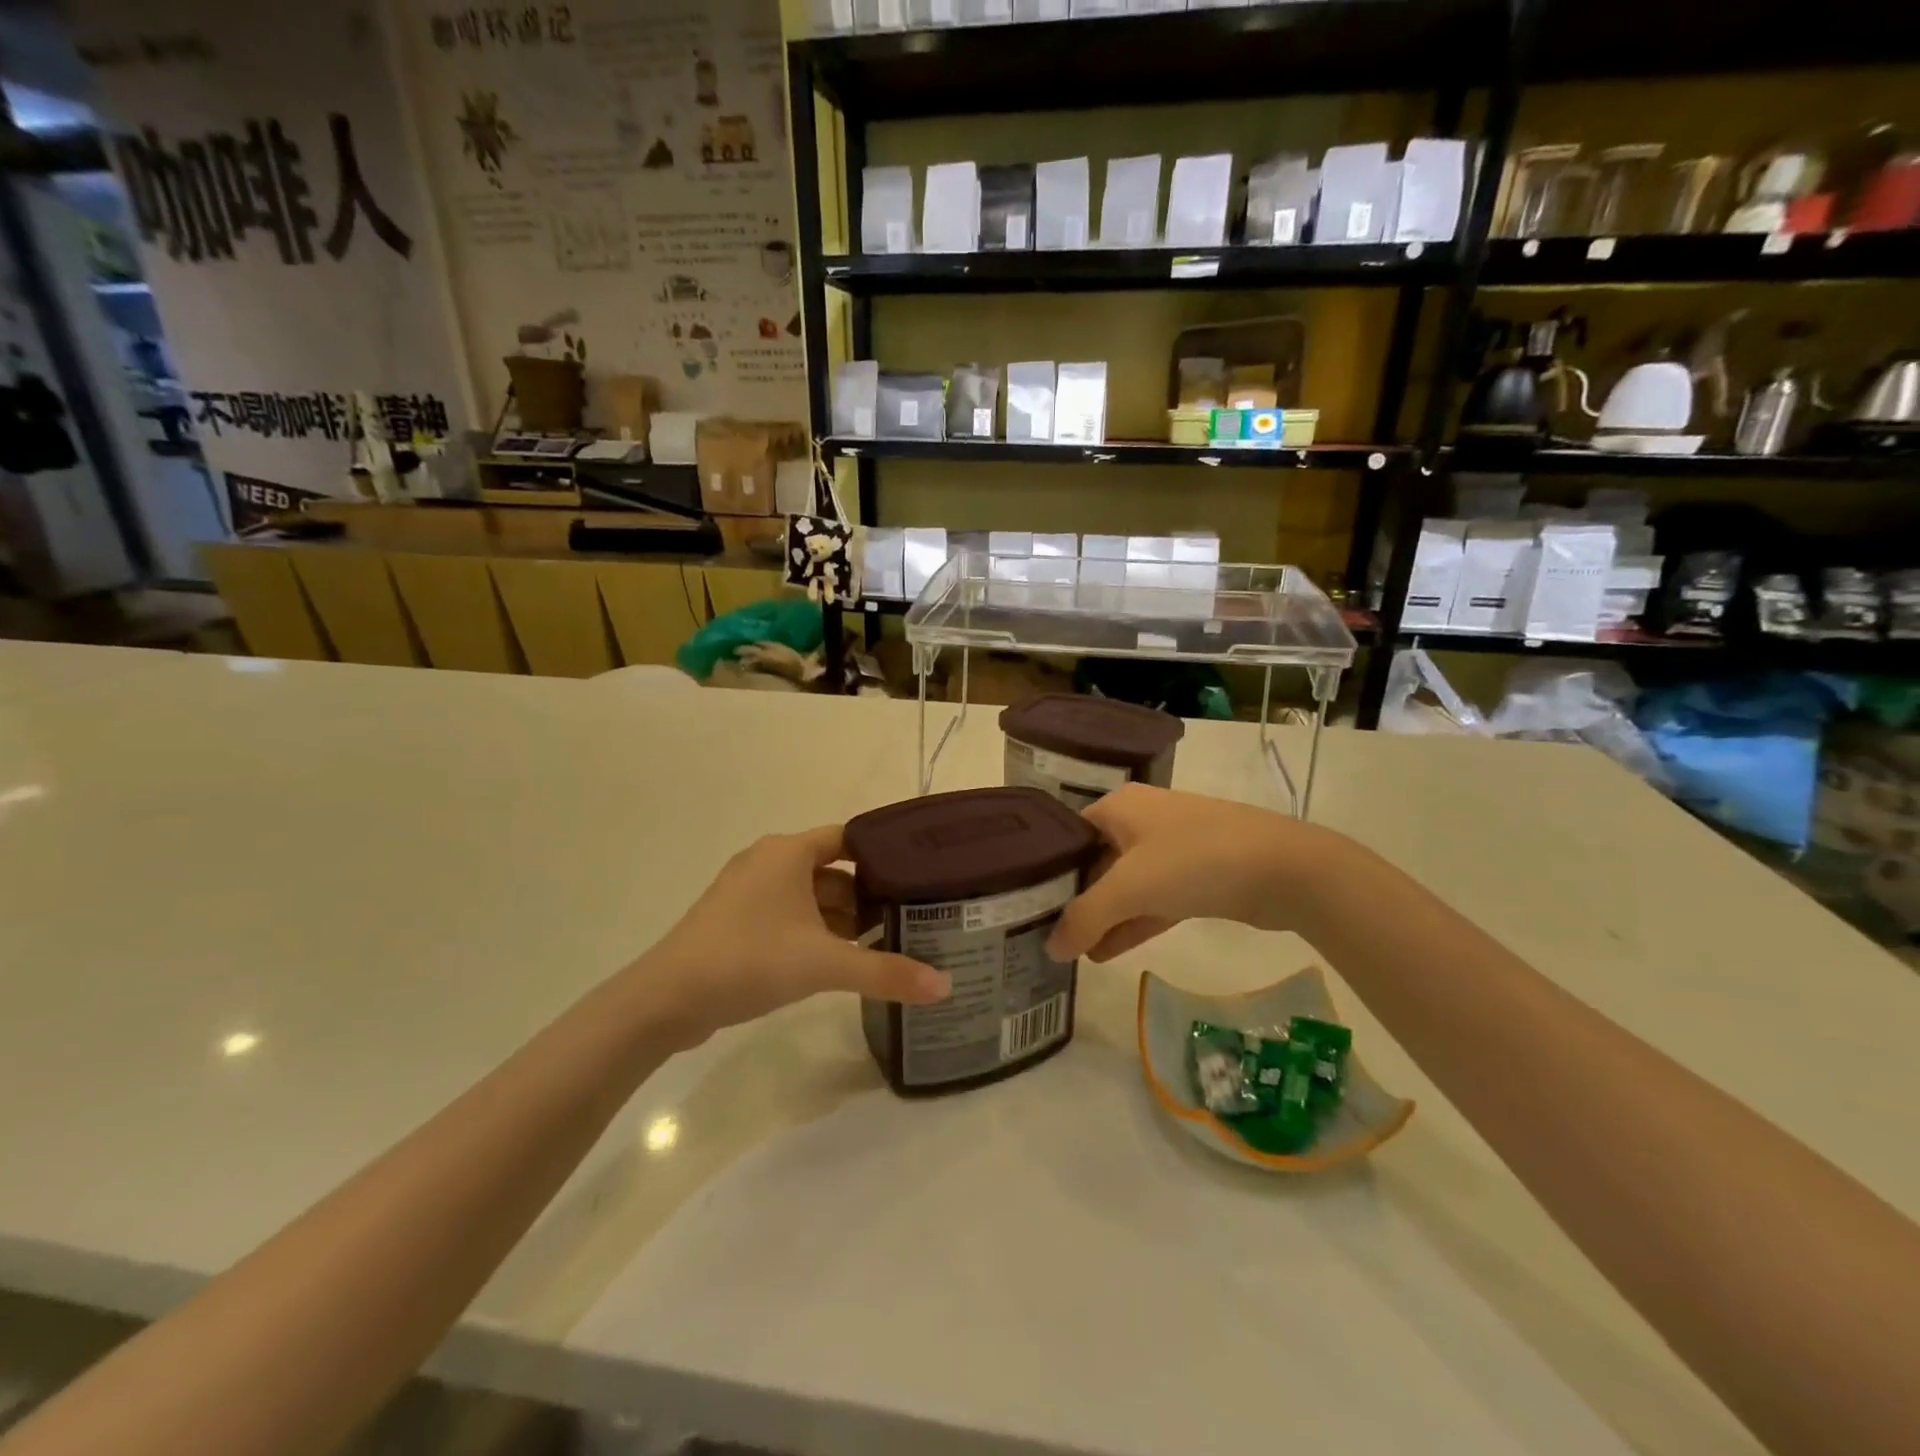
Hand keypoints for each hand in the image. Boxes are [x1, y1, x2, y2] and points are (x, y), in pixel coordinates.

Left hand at [641, 825, 950, 1048]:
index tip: (919, 876)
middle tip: (910, 918)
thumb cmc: (749, 959)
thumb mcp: (824, 964)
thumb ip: (886, 972)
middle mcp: (768, 861)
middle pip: (833, 871)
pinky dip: (815, 932)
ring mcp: (748, 892)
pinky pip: (789, 916)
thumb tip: (946, 987)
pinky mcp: (736, 921)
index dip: (884, 855)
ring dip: (841, 919)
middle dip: (868, 896)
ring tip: (883, 944)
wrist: (666, 999)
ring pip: (810, 896)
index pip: (850, 838)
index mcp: (788, 851)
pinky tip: (838, 961)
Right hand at [1046, 784, 1347, 962]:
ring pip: (1124, 885)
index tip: (1022, 904)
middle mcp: (1141, 821)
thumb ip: (1085, 918)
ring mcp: (1171, 849)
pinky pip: (1152, 901)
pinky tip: (1105, 953)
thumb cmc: (1195, 861)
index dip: (1045, 869)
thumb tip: (1051, 949)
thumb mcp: (1130, 888)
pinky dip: (1131, 924)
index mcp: (1119, 807)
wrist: (1285, 870)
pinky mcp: (1195, 878)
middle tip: (1043, 934)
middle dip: (1073, 899)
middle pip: (1094, 861)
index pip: (1067, 835)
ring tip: (1072, 954)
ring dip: (1102, 918)